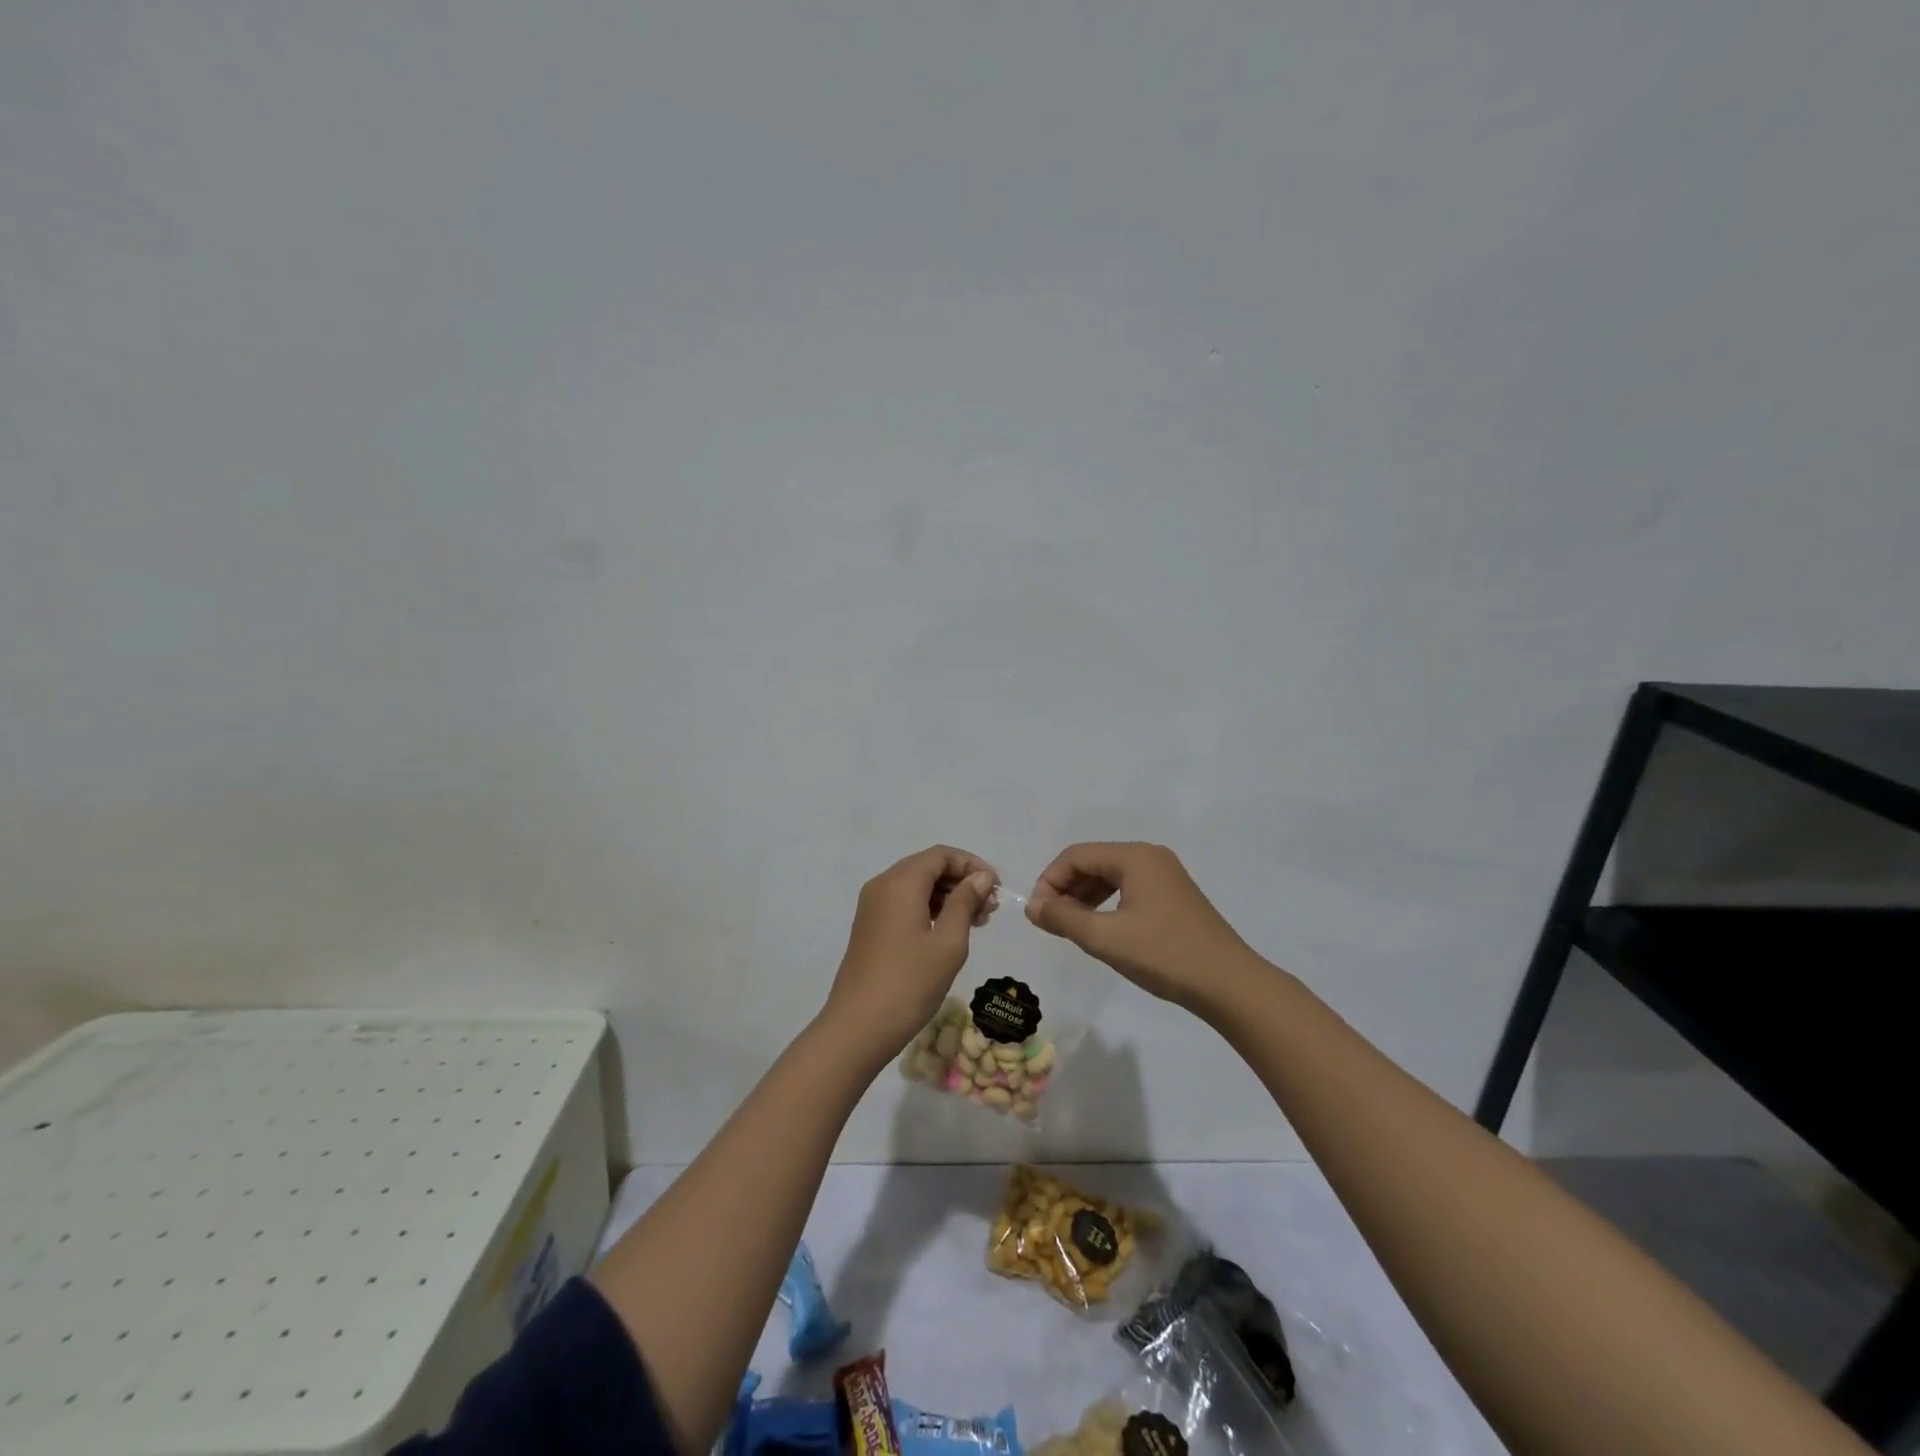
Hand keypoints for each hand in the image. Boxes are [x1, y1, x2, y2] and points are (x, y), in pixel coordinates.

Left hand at [822, 845, 998, 1062]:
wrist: (857, 1027)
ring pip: (917, 886)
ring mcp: (872, 907)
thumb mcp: (948, 942)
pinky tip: (950, 932)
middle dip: (962, 881)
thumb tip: (980, 877)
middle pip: (928, 867)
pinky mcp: (870, 927)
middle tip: (990, 909)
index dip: (972, 865)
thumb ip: (965, 902)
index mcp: (900, 882)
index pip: (941, 855)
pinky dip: (930, 909)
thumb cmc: (909, 983)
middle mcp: (882, 885)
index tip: (997, 889)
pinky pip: (905, 904)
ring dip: (948, 897)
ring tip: (978, 922)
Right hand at [1025, 842, 1251, 1008]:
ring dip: (1084, 898)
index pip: (1076, 855)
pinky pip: (1128, 889)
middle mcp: (1150, 857)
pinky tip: (1100, 929)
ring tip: (1070, 928)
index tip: (1037, 914)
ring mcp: (1165, 876)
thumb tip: (1032, 907)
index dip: (1049, 881)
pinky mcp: (1173, 897)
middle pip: (1093, 862)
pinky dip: (1106, 904)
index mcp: (1135, 856)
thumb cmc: (1164, 955)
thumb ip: (1063, 918)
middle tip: (1050, 923)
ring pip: (1110, 877)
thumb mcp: (1105, 938)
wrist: (1229, 984)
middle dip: (1066, 889)